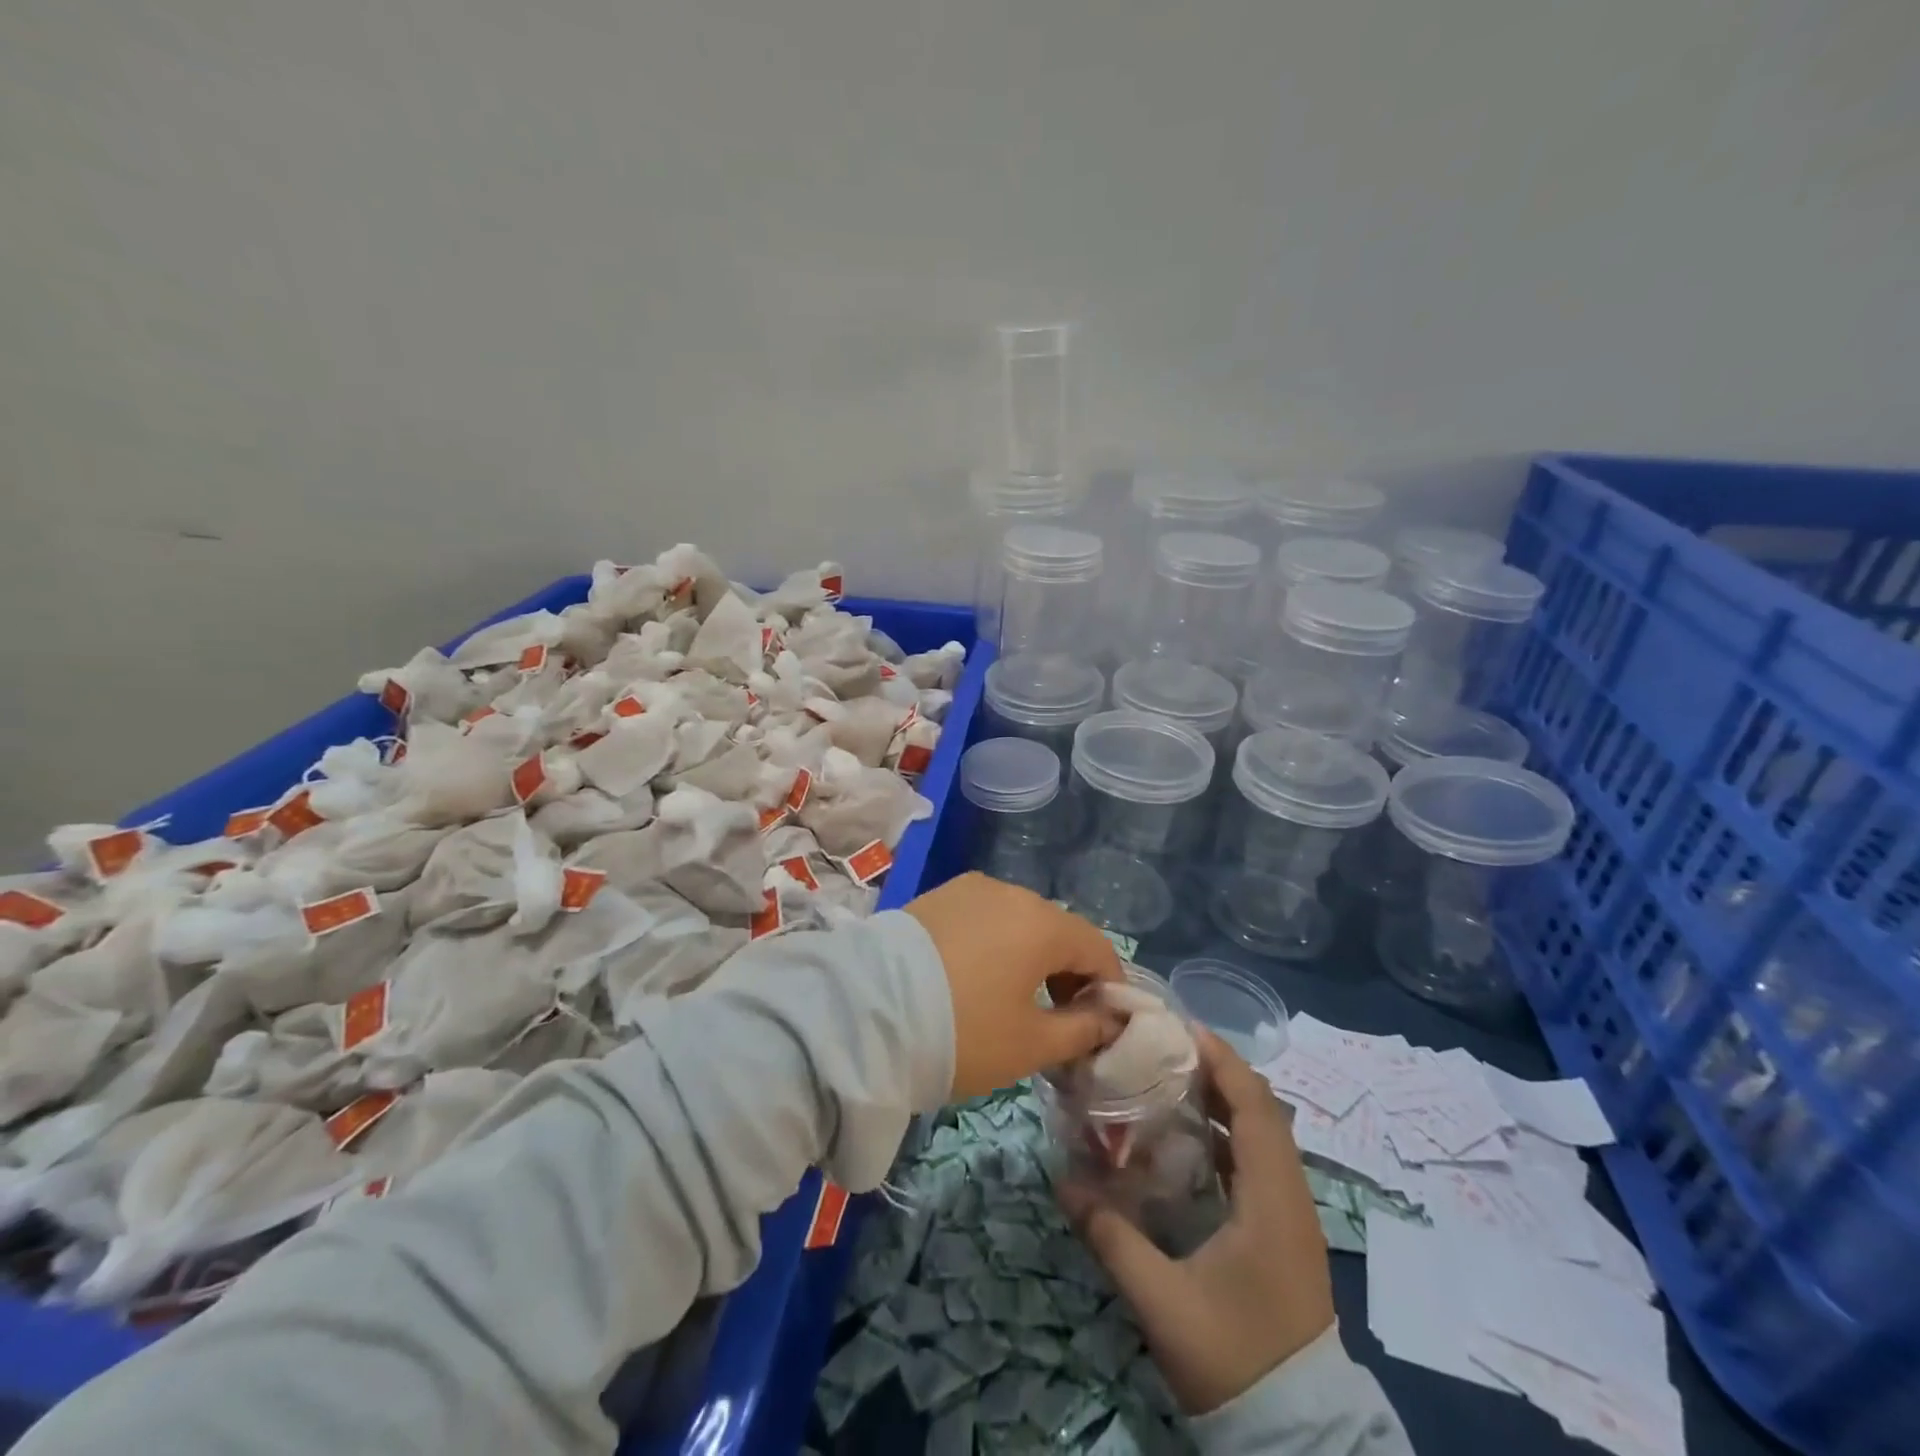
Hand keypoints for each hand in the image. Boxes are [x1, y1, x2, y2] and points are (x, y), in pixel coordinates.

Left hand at [904, 873, 1124, 1099]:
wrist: (864, 1013)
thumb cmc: (961, 1032)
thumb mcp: (1030, 1044)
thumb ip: (1082, 1030)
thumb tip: (1109, 1021)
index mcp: (1042, 923)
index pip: (1098, 948)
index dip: (1108, 987)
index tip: (1101, 1025)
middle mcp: (1010, 892)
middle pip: (1057, 930)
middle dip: (1068, 972)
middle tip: (1058, 1019)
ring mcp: (968, 889)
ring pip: (1017, 921)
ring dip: (1028, 956)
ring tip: (1012, 999)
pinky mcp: (936, 896)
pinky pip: (982, 917)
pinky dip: (994, 943)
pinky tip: (975, 977)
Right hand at [1060, 1028, 1335, 1414]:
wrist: (1297, 1432)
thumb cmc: (1235, 1356)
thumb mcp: (1163, 1301)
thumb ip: (1111, 1237)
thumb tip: (1062, 1181)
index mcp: (1273, 1201)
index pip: (1256, 1106)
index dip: (1222, 1061)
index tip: (1179, 1029)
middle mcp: (1291, 1195)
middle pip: (1262, 1110)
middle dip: (1217, 1071)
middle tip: (1164, 1050)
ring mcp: (1293, 1214)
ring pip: (1264, 1134)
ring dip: (1225, 1100)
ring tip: (1171, 1080)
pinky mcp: (1285, 1231)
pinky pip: (1260, 1161)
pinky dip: (1230, 1133)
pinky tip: (1191, 1138)